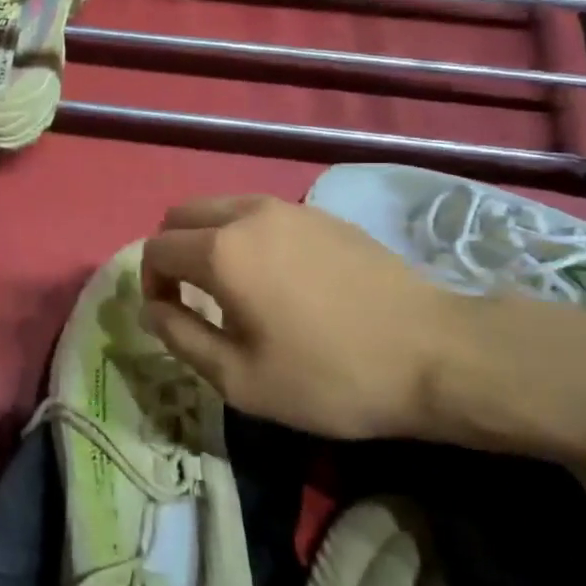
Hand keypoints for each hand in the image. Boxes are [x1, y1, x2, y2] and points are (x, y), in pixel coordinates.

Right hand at [139, 195, 460, 439]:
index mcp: (221, 251)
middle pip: (182, 215)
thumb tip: (150, 309)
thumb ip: (181, 337)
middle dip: (172, 252)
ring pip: (222, 207)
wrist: (435, 353)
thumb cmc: (329, 376)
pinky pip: (260, 212)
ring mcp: (289, 208)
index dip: (150, 284)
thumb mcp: (241, 379)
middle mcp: (247, 214)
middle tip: (192, 297)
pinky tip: (277, 276)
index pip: (156, 250)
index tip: (171, 317)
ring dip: (209, 239)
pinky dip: (246, 234)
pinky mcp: (322, 214)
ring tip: (233, 286)